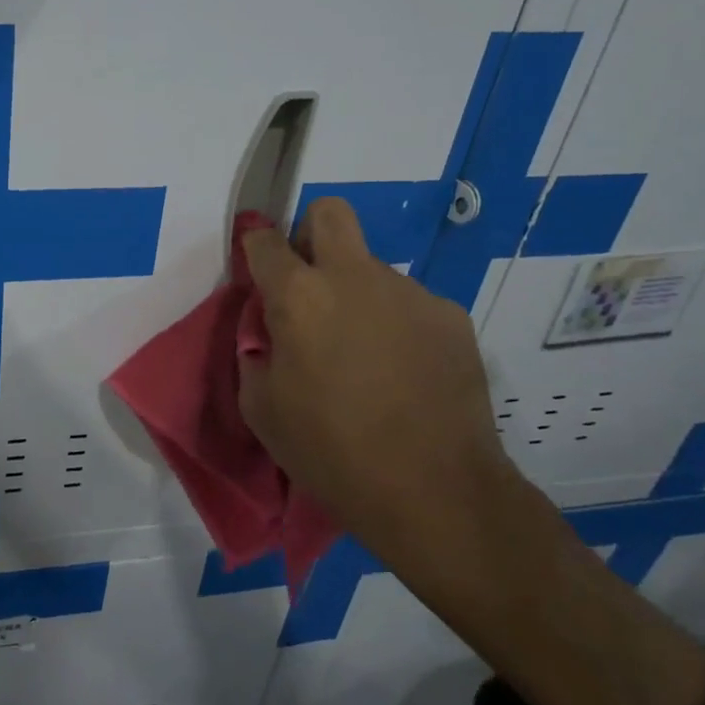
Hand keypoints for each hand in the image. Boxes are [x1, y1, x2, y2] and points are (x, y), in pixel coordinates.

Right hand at [238, 198, 515, 559]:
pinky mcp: (450, 316)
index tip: (256, 271)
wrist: (433, 490)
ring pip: (371, 268)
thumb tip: (270, 331)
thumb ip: (256, 352)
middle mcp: (355, 277)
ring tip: (365, 356)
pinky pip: (408, 304)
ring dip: (356, 294)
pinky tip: (403, 372)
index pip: (265, 241)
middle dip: (309, 234)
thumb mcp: (261, 407)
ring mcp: (409, 292)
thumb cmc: (330, 451)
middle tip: (308, 285)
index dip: (254, 249)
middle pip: (330, 214)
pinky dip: (395, 324)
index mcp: (300, 296)